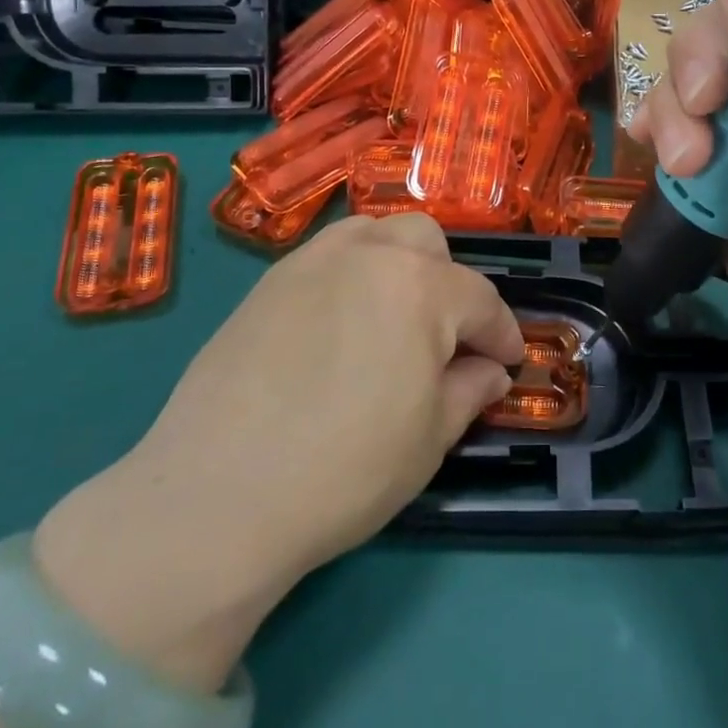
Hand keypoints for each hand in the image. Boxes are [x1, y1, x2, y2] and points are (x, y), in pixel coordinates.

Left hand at [33, 213, 522, 689]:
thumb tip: (489, 371)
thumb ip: (468, 391)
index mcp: (421, 288)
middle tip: (446, 338)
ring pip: (375, 234)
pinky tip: (340, 322)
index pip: (480, 300)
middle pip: (427, 242)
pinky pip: (327, 255)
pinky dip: (351, 272)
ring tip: (394, 316)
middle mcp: (370, 254)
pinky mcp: (269, 280)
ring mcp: (313, 261)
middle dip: (450, 284)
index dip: (502, 333)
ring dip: (399, 264)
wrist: (218, 494)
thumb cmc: (344, 471)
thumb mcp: (428, 440)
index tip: (509, 361)